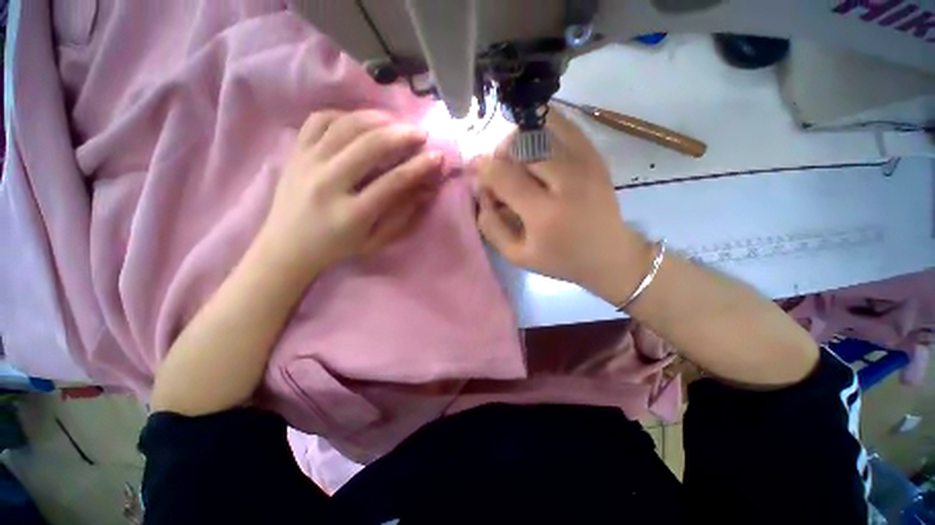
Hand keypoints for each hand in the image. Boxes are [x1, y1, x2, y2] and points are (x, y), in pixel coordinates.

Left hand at [257, 110, 441, 281]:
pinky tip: (360, 121)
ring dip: (377, 118)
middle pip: (370, 145)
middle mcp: (328, 183)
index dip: (420, 166)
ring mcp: (307, 163)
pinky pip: (319, 120)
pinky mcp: (295, 152)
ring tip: (396, 122)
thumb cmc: (336, 248)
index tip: (438, 156)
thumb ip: (401, 216)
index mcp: (352, 214)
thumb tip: (426, 190)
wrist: (286, 247)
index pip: (393, 181)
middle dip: (402, 134)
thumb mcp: (374, 241)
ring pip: (346, 125)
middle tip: (421, 133)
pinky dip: (344, 114)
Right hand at [475, 109, 650, 303]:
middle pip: (521, 143)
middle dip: (500, 152)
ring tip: (518, 161)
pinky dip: (540, 129)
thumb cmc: (560, 259)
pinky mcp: (595, 153)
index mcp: (545, 214)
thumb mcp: (517, 255)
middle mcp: (568, 180)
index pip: (503, 174)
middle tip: (500, 171)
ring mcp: (585, 162)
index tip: (476, 172)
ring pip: (540, 127)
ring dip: (519, 140)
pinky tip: (536, 149)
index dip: (483, 168)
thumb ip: (491, 225)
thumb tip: (479, 189)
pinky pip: (561, 124)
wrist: (609, 254)